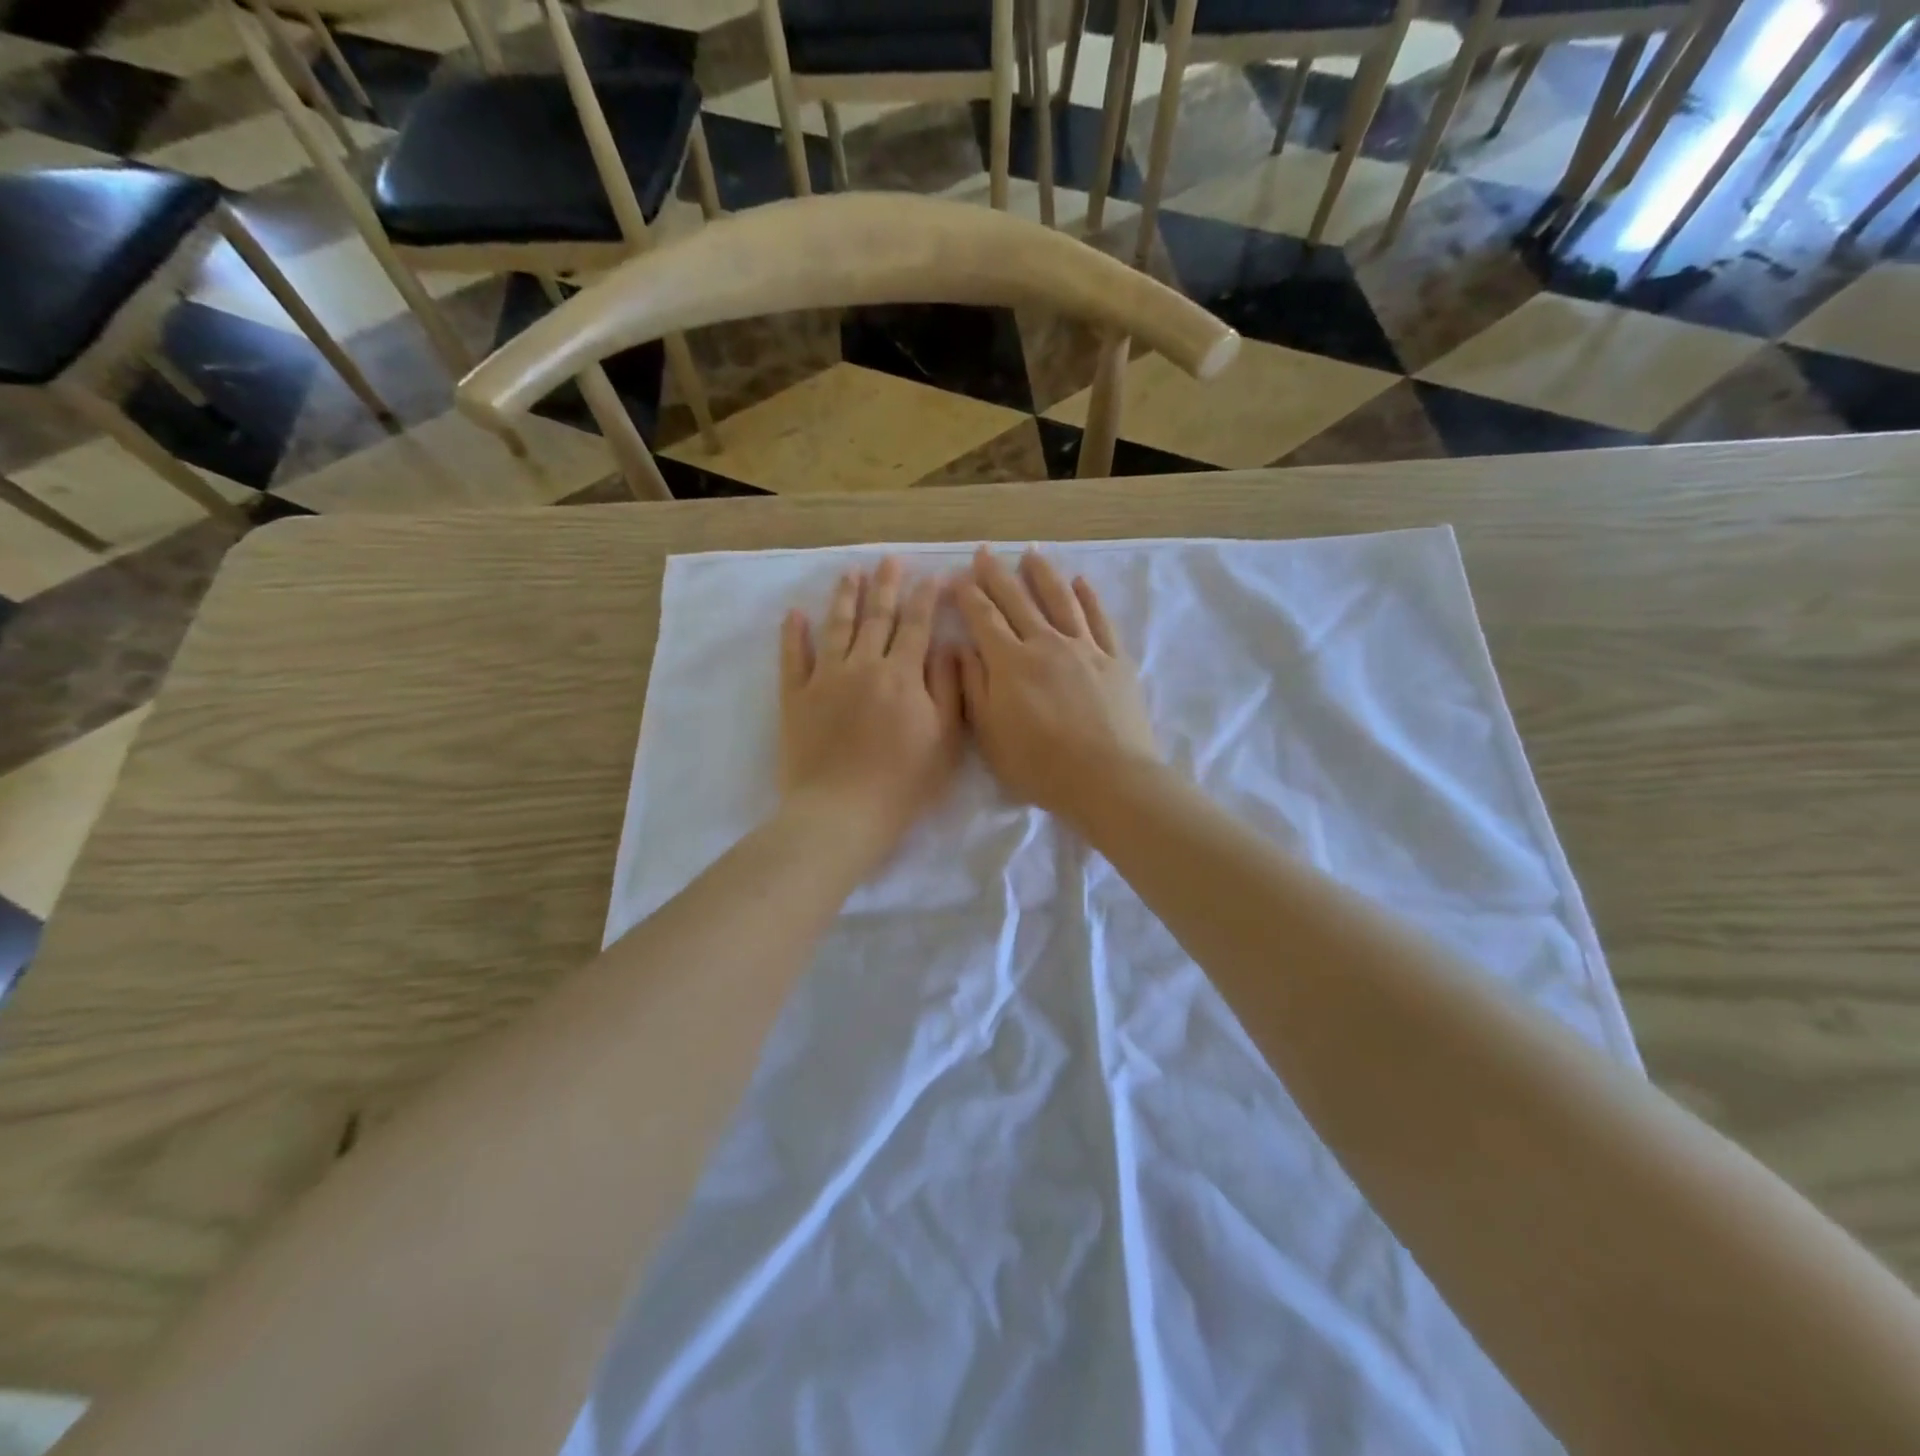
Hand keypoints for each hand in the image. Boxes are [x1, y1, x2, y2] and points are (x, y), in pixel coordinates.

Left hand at [780, 558, 965, 872]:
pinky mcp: (796, 698)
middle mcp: (863, 665)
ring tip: (851, 574)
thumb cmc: (904, 782)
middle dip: (886, 586)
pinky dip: (793, 634)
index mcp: (902, 674)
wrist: (842, 812)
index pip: (916, 626)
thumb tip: (948, 647)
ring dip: (844, 598)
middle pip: (876, 617)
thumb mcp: (946, 738)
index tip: (933, 576)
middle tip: (890, 560)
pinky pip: (793, 658)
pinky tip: (795, 614)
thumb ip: (949, 688)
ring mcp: (825, 679)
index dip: (926, 598)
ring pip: (836, 628)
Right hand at [953, 547, 1157, 824]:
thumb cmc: (1039, 764)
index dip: (968, 595)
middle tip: (985, 552)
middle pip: (1018, 600)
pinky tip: (1081, 582)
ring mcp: (1084, 648)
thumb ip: (974, 686)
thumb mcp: (989, 734)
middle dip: (997, 574)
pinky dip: (1089, 597)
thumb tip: (962, 647)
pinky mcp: (1115, 660)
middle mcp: (1046, 643)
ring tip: (1032, 553)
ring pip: (1060, 599)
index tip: (957, 577)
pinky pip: (1100, 619)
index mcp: (1010, 662)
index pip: (983, 618)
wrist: (1107, 778)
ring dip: (1043, 574)